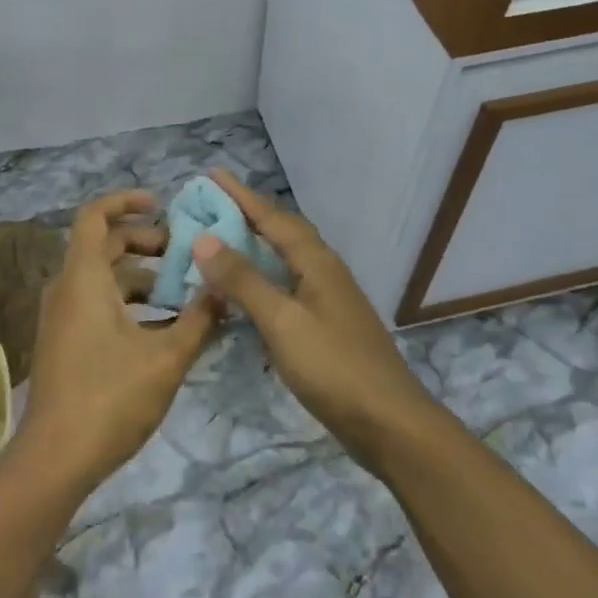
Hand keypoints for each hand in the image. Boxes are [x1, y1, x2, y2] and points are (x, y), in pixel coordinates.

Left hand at [21, 191, 222, 490]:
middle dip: (144, 241)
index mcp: (84, 278)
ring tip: (182, 291)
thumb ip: (198, 319)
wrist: (56, 459)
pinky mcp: (64, 341)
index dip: (126, 201)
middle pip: (103, 244)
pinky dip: (127, 302)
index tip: (160, 204)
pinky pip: (96, 302)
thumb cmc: (110, 397)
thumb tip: (223, 290)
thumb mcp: (166, 358)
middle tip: (182, 253)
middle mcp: (67, 288)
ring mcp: (62, 316)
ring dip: (140, 275)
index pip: (95, 215)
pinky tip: (162, 327)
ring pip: (102, 277)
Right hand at [190, 172, 435, 468]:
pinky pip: (288, 282)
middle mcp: (324, 269)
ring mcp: (329, 297)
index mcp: (315, 261)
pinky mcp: (328, 323)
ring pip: (286, 256)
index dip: (239, 194)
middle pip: (282, 229)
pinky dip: (264, 275)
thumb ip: (244, 279)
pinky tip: (250, 290)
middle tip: (210, 204)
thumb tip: (204, 237)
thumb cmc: (334, 368)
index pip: (270, 216)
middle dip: (247, 213)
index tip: (211, 173)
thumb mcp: (282, 322)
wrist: (392, 424)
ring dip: (255, 242)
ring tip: (224, 238)